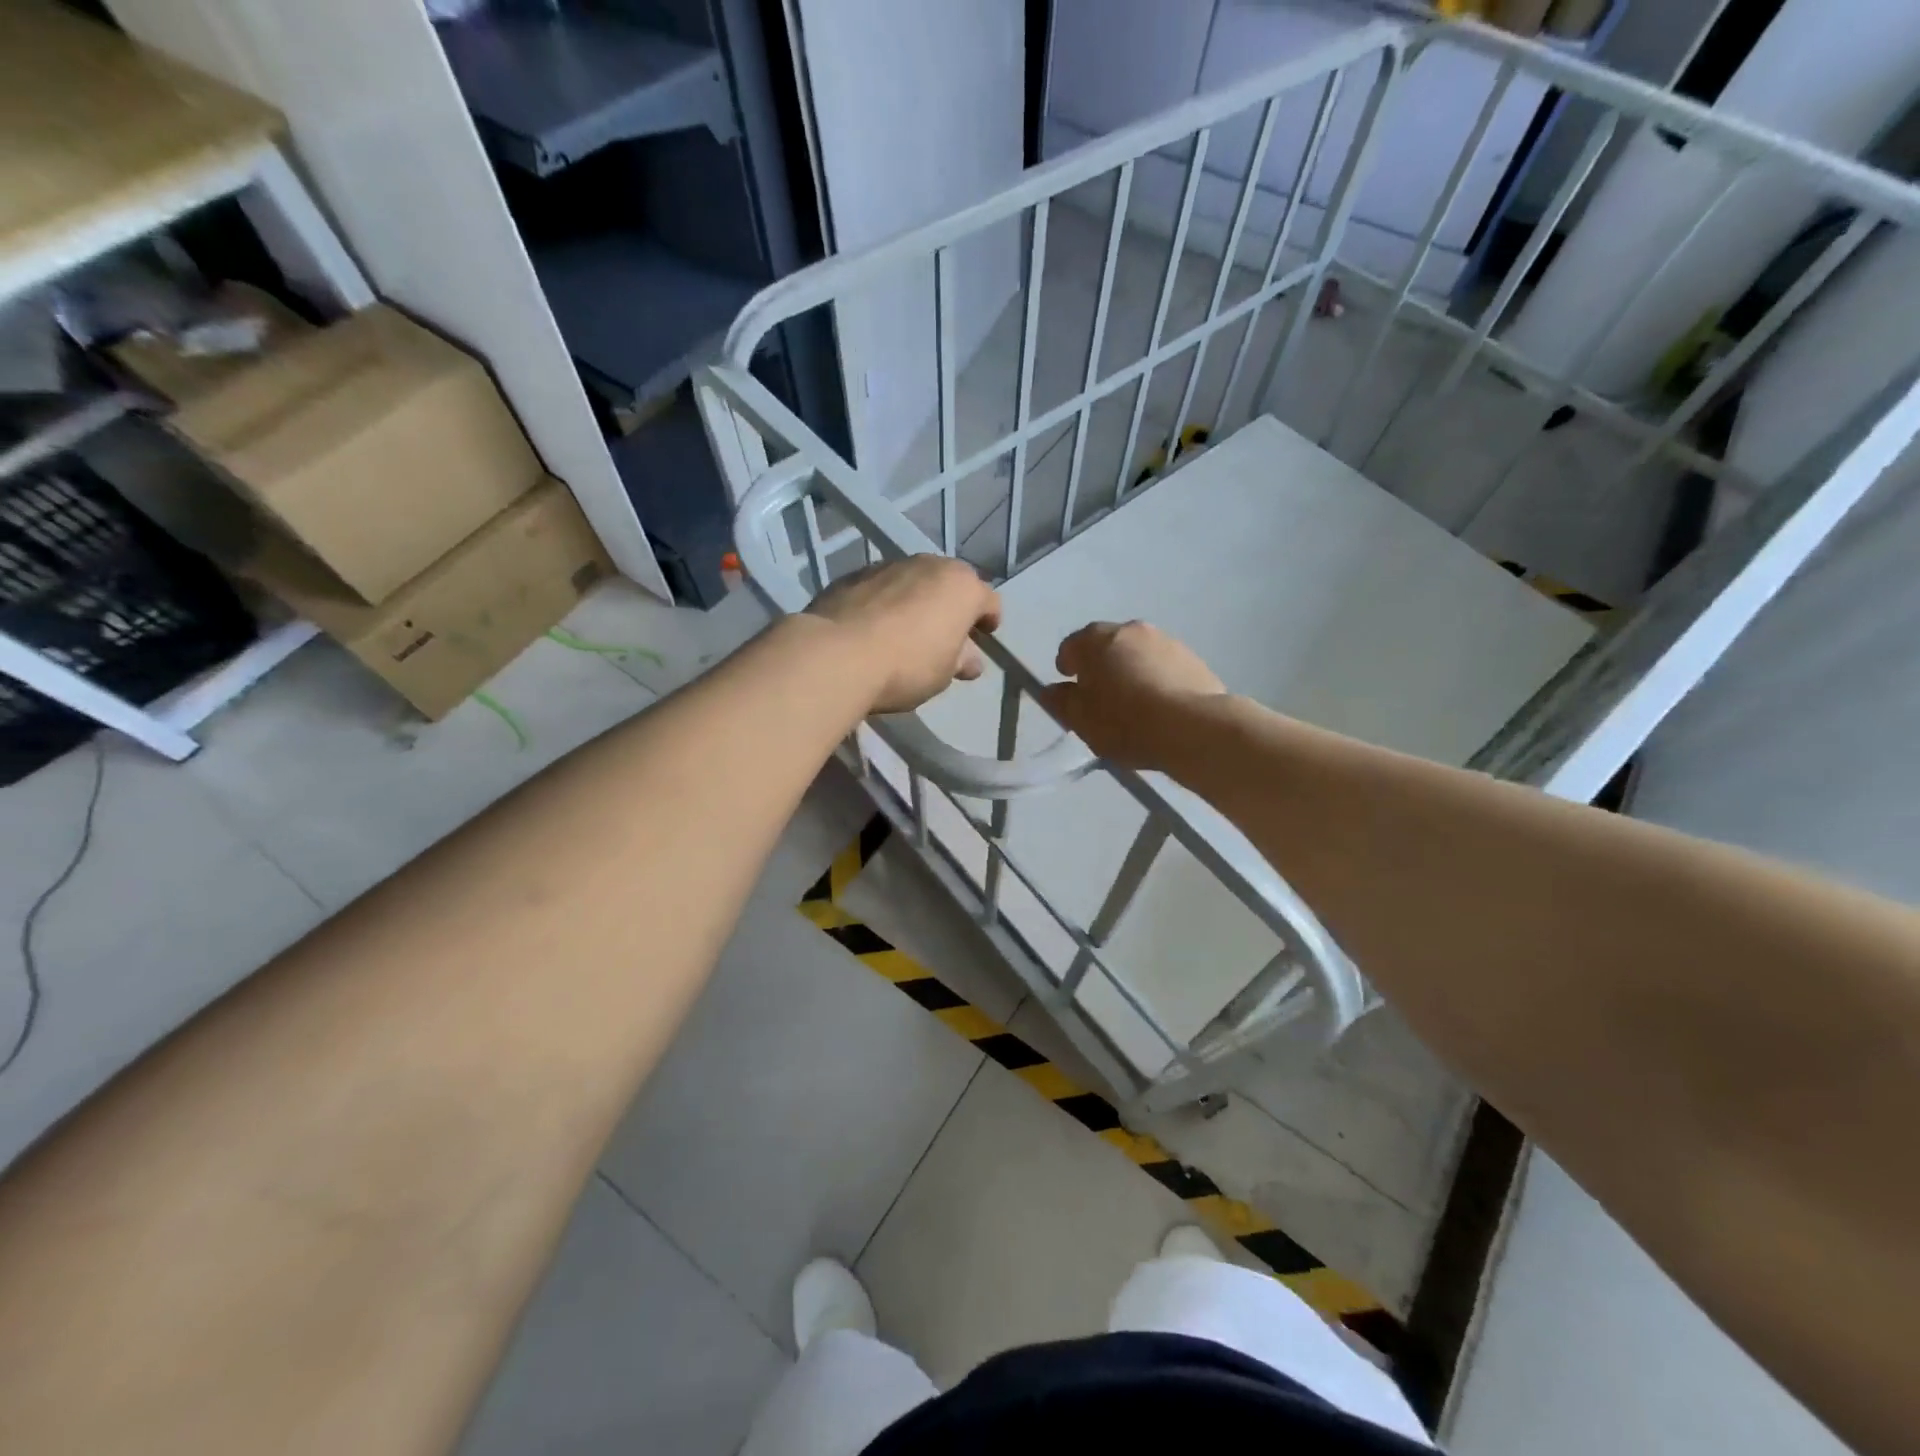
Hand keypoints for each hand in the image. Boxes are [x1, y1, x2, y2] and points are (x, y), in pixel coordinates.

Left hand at [806, 556, 1000, 713]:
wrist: (837, 655)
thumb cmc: (907, 666)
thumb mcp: (944, 673)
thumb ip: (960, 660)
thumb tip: (968, 658)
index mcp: (961, 586)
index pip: (988, 600)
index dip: (988, 619)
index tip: (984, 636)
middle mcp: (928, 564)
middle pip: (949, 584)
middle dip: (950, 606)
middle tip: (943, 635)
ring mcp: (888, 565)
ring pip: (913, 581)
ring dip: (915, 601)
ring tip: (904, 631)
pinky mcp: (853, 574)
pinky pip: (880, 588)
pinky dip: (883, 602)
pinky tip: (873, 628)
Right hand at [1039, 620, 1225, 767]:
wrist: (1194, 727)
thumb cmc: (1126, 722)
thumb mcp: (1081, 720)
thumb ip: (1062, 702)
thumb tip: (1053, 691)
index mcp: (1096, 639)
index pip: (1071, 646)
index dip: (1067, 667)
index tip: (1072, 689)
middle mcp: (1130, 629)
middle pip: (1106, 646)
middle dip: (1100, 666)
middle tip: (1101, 698)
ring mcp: (1165, 640)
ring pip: (1137, 654)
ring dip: (1130, 671)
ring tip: (1134, 705)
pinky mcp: (1192, 657)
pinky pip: (1163, 666)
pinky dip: (1156, 679)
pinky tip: (1160, 707)